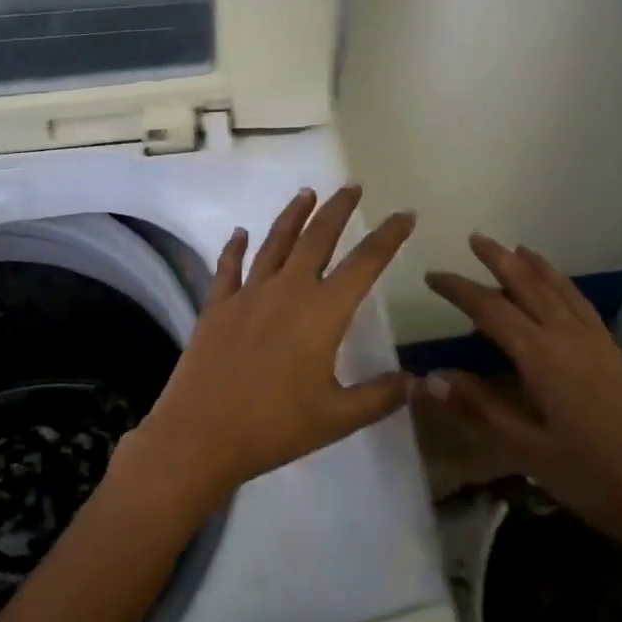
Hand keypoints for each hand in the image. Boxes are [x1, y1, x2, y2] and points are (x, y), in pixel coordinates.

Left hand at [122, 186, 416, 514]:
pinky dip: (235, 247)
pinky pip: (228, 267)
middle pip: (317, 238)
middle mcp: (287, 290)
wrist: (201, 434)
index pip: (365, 263)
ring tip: (307, 193)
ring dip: (293, 215)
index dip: (388, 236)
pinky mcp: (216, 306)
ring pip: (275, 242)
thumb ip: (380, 396)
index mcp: (322, 313)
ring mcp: (248, 294)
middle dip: (338, 209)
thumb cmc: (275, 427)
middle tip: (352, 187)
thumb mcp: (337, 418)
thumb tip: (419, 382)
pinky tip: (240, 232)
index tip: (404, 215)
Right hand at [423, 234, 621, 565]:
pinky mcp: (619, 357)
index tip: (431, 276)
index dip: (458, 290)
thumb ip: (480, 408)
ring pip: (561, 291)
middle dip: (500, 260)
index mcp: (542, 357)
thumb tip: (428, 378)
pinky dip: (565, 286)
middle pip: (529, 286)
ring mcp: (599, 345)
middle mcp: (570, 338)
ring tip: (518, 249)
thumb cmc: (596, 478)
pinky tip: (562, 293)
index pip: (490, 310)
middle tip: (476, 238)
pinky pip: (583, 306)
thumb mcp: (529, 449)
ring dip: (536, 267)